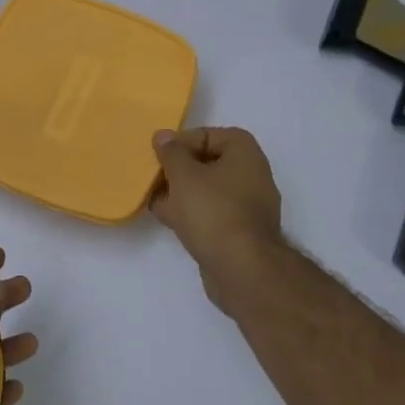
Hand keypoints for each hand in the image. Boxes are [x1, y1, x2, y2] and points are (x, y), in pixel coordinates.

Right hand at [150, 127, 284, 309]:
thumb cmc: (213, 211)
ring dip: (180, 193)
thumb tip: (163, 135)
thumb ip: (171, 152)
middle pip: (207, 163)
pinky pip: (210, 213)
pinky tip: (167, 218)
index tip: (159, 156)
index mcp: (244, 153)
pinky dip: (190, 213)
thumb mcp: (183, 175)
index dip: (181, 142)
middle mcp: (251, 174)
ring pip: (207, 190)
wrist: (242, 269)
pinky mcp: (239, 231)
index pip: (208, 135)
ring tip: (153, 199)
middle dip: (178, 169)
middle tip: (153, 177)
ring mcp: (247, 205)